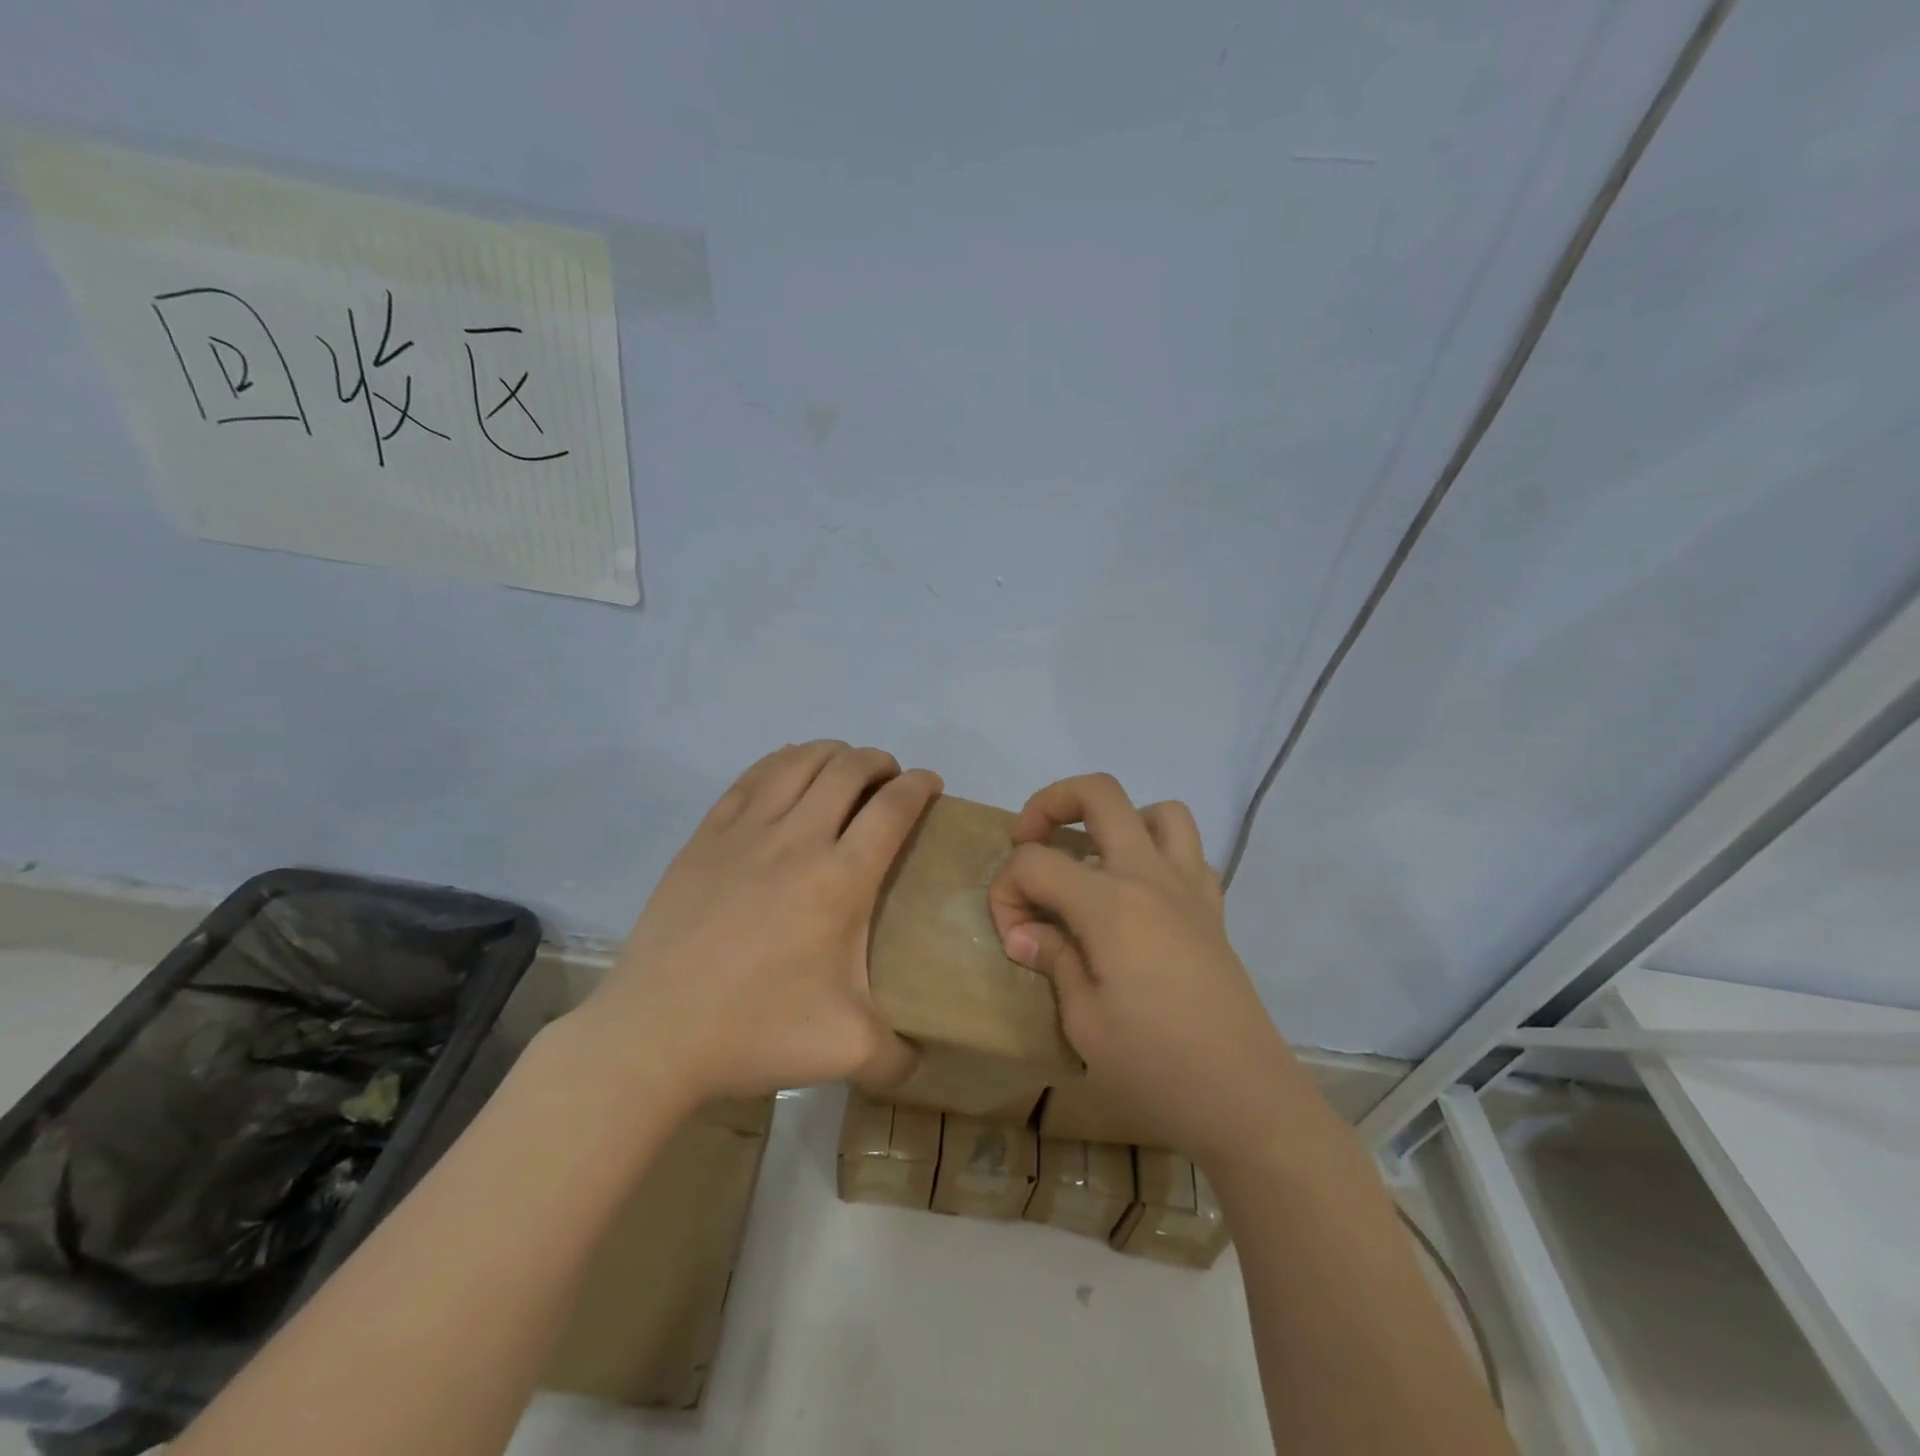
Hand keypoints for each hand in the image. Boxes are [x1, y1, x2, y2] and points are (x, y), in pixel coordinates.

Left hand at [567, 741, 940, 1110]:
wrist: (654, 1035)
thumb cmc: (756, 1033)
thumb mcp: (847, 1052)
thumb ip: (899, 1055)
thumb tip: (924, 1060)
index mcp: (840, 880)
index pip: (893, 807)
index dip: (920, 785)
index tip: (931, 785)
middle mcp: (798, 839)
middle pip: (848, 769)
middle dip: (880, 763)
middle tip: (889, 782)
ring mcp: (745, 832)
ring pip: (798, 762)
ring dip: (832, 754)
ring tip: (844, 770)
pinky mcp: (706, 836)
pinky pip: (751, 777)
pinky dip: (781, 762)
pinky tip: (788, 773)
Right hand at [987, 774, 1313, 1172]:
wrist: (1245, 1099)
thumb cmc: (1156, 1067)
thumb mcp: (1083, 1022)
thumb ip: (1053, 960)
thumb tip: (1024, 932)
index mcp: (1111, 903)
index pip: (1036, 862)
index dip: (1006, 891)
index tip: (1012, 937)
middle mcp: (1151, 876)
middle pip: (1099, 794)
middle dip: (1050, 804)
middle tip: (1029, 842)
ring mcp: (1189, 888)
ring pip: (1157, 810)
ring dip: (1116, 821)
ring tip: (1092, 861)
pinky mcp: (1213, 909)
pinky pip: (1188, 852)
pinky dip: (1157, 852)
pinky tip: (1138, 894)